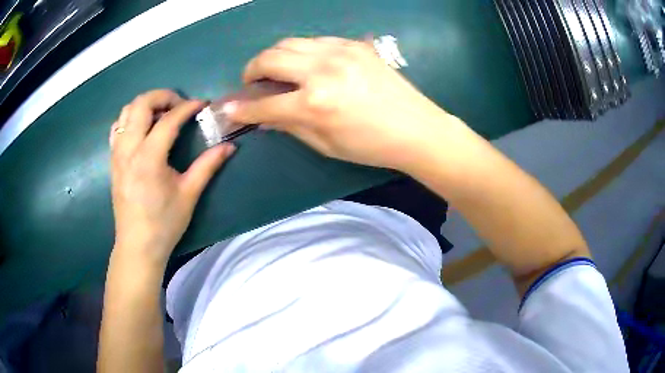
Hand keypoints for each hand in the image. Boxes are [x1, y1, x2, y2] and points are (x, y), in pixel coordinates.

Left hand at [109, 90, 234, 267]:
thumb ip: (208, 165)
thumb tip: (230, 146)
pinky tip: (142, 130)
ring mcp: (117, 154)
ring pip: (126, 111)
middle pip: (141, 104)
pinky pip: (117, 128)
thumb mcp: (189, 195)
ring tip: (161, 115)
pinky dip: (130, 119)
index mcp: (149, 158)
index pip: (168, 120)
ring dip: (145, 105)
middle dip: (163, 96)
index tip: (202, 104)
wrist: (138, 246)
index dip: (187, 107)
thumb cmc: (164, 223)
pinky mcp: (113, 160)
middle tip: (179, 105)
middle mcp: (129, 149)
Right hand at [224, 37, 463, 170]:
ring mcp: (340, 51)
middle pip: (270, 58)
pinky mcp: (354, 44)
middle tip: (252, 82)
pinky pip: (315, 41)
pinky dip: (301, 51)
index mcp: (315, 103)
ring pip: (290, 42)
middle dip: (252, 70)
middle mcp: (323, 70)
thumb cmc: (370, 145)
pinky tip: (307, 64)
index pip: (263, 103)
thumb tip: (262, 115)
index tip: (228, 108)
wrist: (417, 128)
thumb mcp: (325, 144)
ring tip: (276, 71)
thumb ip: (289, 125)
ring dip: (274, 56)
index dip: (241, 108)